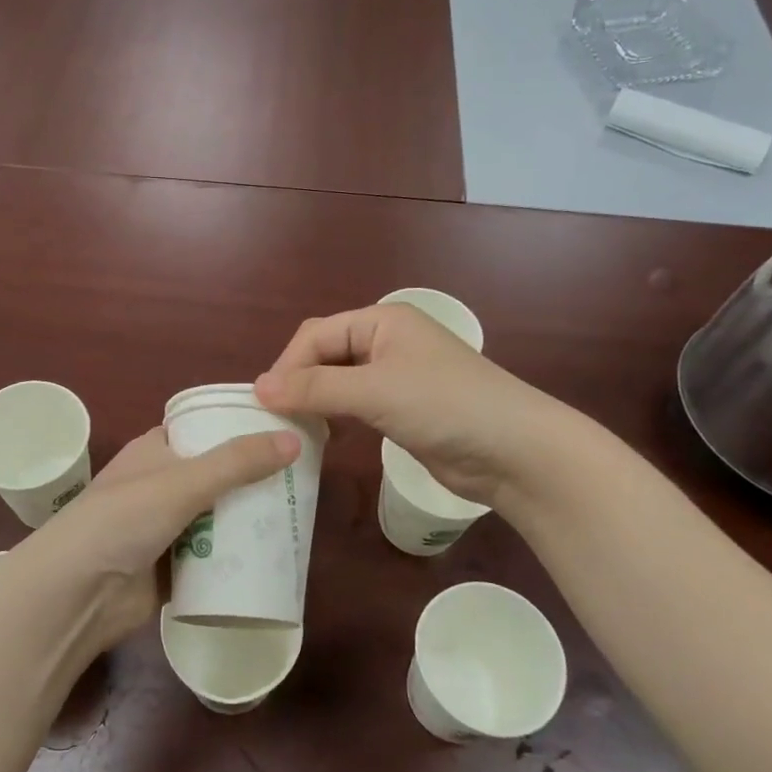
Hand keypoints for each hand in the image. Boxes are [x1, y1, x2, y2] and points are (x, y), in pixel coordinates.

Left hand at [10, 425, 300, 652]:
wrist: (75, 595)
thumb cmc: (122, 520)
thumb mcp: (182, 482)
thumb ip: (237, 462)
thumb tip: (294, 439)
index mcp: (156, 450)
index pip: (205, 429)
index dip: (240, 429)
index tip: (286, 432)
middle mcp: (161, 484)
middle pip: (218, 476)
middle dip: (255, 480)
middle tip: (304, 480)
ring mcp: (166, 528)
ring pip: (218, 518)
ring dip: (249, 521)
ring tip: (299, 516)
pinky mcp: (172, 568)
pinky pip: (213, 558)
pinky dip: (237, 558)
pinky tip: (274, 557)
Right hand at [254, 304, 557, 505]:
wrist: (514, 451)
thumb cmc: (444, 405)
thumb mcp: (374, 391)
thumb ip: (315, 389)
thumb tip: (258, 387)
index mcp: (382, 320)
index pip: (316, 335)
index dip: (288, 366)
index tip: (265, 404)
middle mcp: (387, 341)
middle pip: (325, 355)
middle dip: (299, 382)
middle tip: (276, 419)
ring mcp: (397, 376)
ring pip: (339, 381)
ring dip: (315, 401)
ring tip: (293, 429)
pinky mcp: (403, 408)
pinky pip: (356, 405)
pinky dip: (336, 416)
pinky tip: (324, 436)